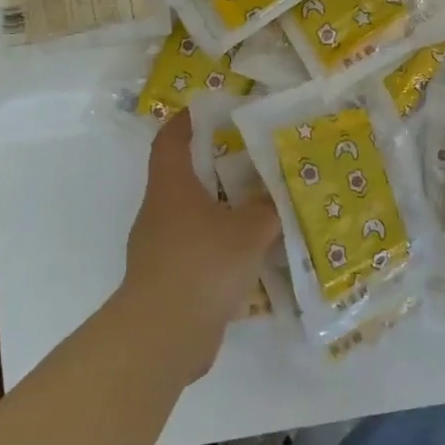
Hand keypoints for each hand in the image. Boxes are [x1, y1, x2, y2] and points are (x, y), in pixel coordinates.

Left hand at [119, 110, 280, 379]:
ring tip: (261, 204)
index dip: (186, 121)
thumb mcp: (249, 229)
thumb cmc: (203, 264)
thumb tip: (284, 192)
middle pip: (185, 176)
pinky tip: (253, 251)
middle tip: (255, 157)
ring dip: (223, 207)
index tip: (210, 109)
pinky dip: (222, 243)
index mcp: (171, 187)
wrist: (164, 336)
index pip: (171, 140)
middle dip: (218, 164)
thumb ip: (269, 207)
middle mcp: (160, 212)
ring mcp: (160, 248)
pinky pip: (199, 248)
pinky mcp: (170, 279)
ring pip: (195, 215)